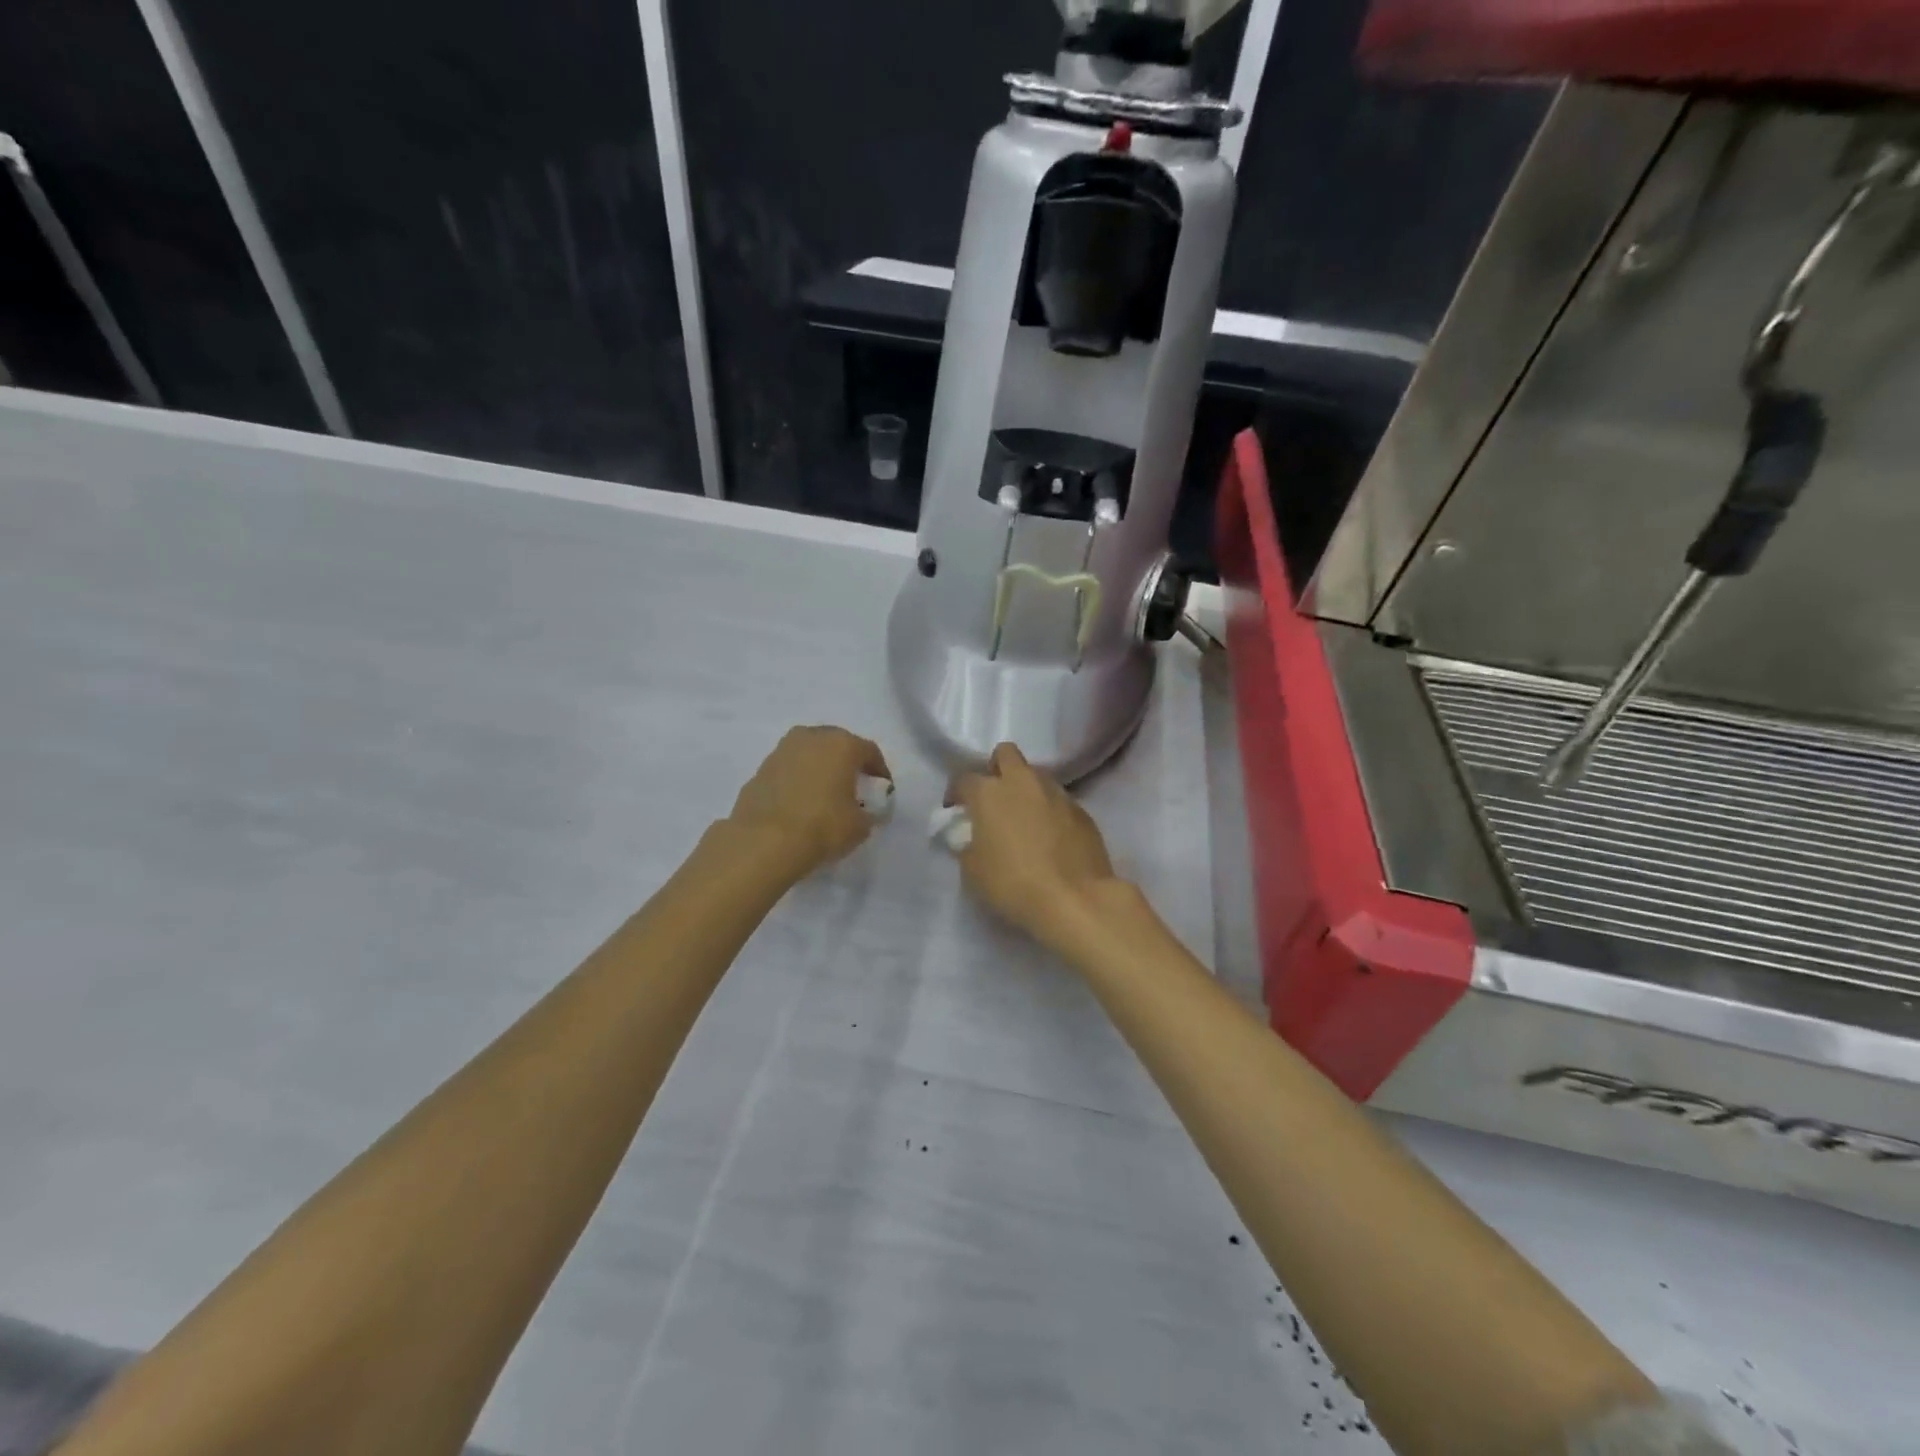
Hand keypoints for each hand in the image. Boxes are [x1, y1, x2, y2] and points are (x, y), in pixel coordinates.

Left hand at [727, 726, 891, 878]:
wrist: (764, 841)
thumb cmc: (822, 826)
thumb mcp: (860, 826)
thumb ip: (869, 813)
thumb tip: (866, 812)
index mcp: (842, 744)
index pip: (870, 752)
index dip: (879, 771)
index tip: (882, 790)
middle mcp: (811, 737)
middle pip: (837, 745)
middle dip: (847, 763)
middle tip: (853, 787)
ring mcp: (781, 750)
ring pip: (809, 754)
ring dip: (819, 769)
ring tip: (824, 794)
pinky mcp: (760, 769)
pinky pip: (788, 770)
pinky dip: (797, 781)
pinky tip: (799, 803)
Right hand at [950, 743, 1121, 953]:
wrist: (1073, 899)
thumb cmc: (1012, 884)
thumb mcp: (973, 871)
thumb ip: (967, 845)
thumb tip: (971, 838)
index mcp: (990, 792)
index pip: (964, 778)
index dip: (956, 793)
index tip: (955, 810)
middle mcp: (1023, 782)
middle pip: (1006, 754)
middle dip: (996, 769)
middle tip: (993, 797)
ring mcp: (1056, 793)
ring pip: (1036, 775)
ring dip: (1026, 788)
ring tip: (1024, 818)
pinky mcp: (1082, 811)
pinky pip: (1059, 800)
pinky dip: (1050, 810)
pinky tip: (1051, 836)